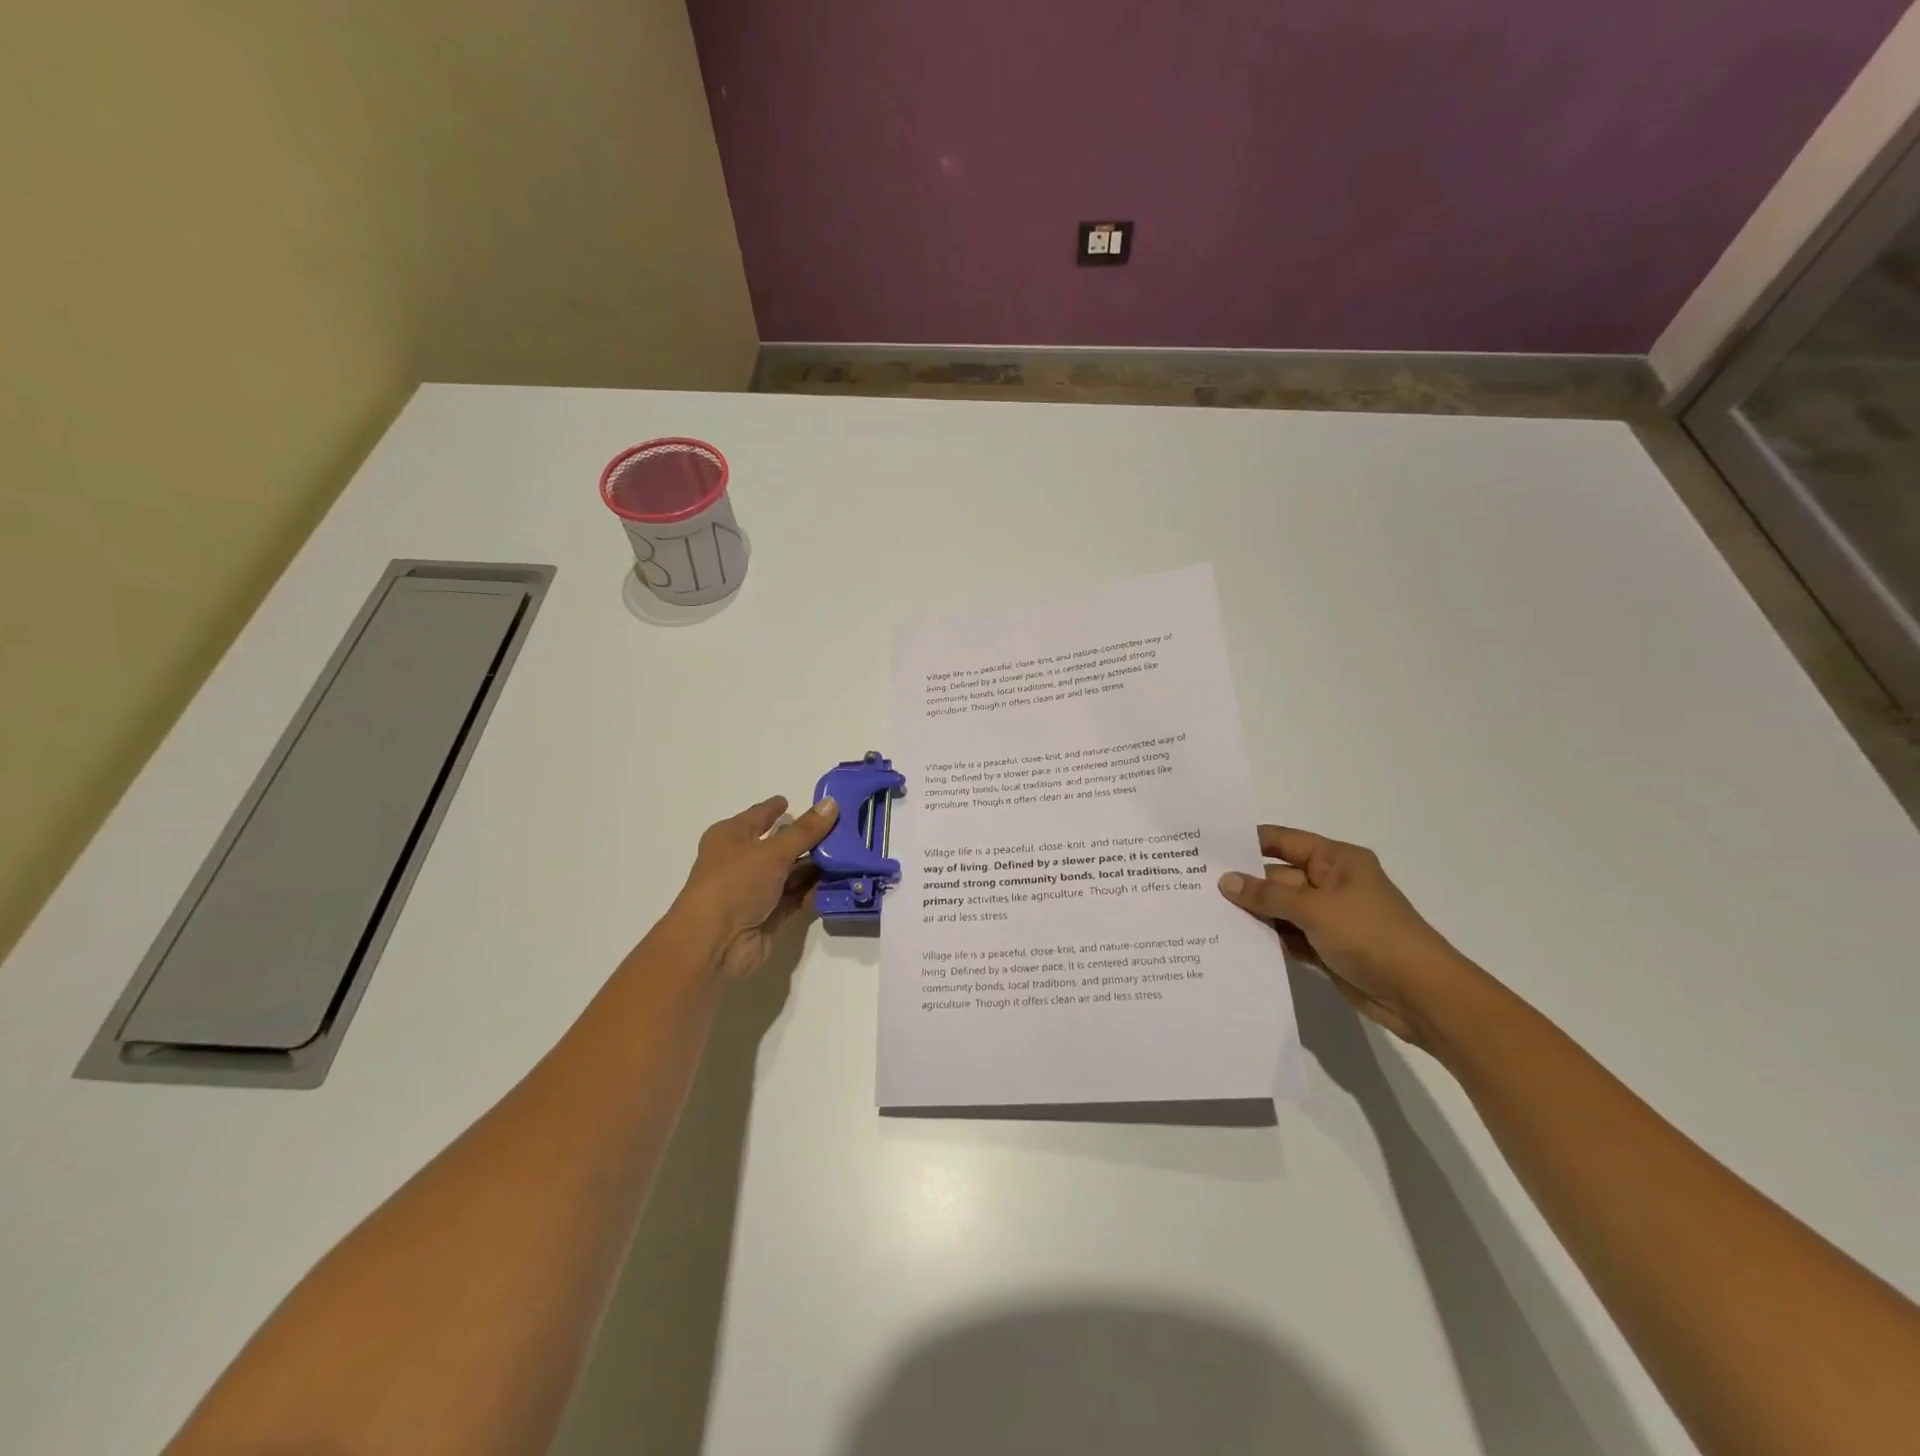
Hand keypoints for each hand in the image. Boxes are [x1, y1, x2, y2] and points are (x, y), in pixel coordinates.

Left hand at [667, 795, 839, 979]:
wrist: (714, 943)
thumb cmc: (734, 884)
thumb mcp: (772, 852)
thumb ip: (805, 831)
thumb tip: (831, 803)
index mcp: (732, 837)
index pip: (758, 816)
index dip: (774, 809)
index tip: (794, 801)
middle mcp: (742, 862)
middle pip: (780, 845)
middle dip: (809, 839)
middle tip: (843, 828)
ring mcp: (756, 890)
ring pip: (792, 873)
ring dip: (817, 867)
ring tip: (850, 854)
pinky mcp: (769, 915)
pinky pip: (797, 898)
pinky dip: (815, 891)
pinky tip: (840, 882)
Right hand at [1218, 826, 1480, 1046]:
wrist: (1422, 995)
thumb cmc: (1372, 936)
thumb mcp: (1315, 909)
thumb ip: (1267, 895)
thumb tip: (1225, 881)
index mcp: (1335, 860)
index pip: (1282, 841)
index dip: (1247, 841)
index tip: (1207, 846)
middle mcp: (1330, 883)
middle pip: (1276, 876)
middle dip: (1242, 883)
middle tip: (1194, 885)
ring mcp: (1328, 917)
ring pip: (1279, 908)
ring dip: (1251, 913)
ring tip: (1203, 913)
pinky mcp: (1325, 947)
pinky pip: (1287, 936)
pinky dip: (1266, 938)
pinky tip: (1232, 941)